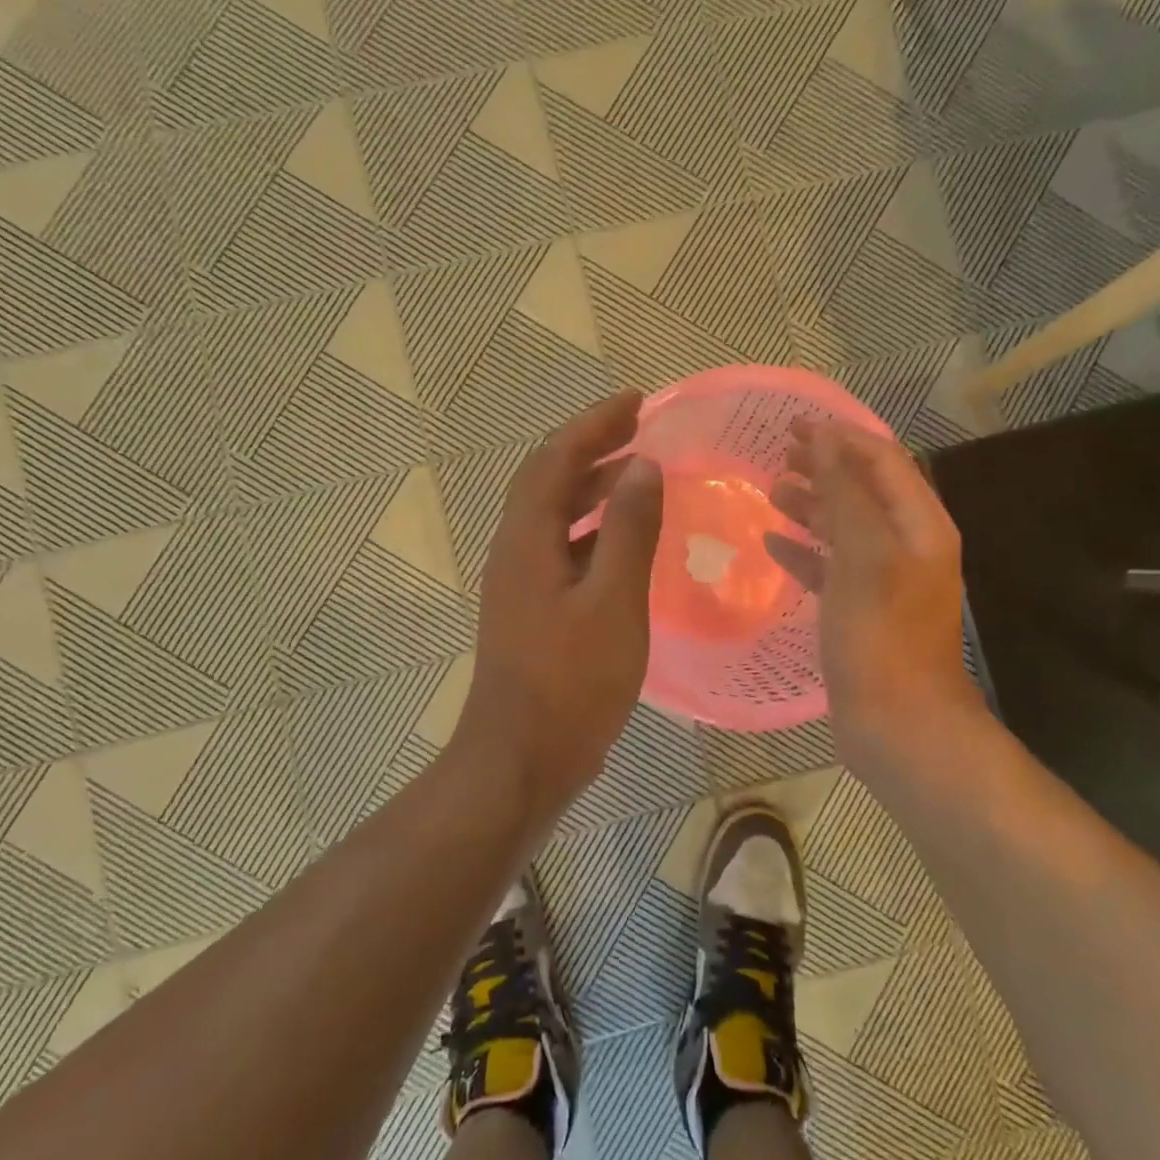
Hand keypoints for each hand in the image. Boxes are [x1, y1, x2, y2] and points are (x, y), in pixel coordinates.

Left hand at [456, 392, 664, 827]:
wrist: (521, 760)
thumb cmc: (571, 682)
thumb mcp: (613, 602)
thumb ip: (629, 531)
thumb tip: (643, 465)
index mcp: (528, 539)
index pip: (556, 458)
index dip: (594, 423)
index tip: (636, 400)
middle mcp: (516, 550)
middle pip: (548, 478)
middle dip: (591, 446)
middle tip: (639, 427)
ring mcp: (521, 582)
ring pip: (554, 514)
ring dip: (591, 486)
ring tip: (638, 472)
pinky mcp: (533, 609)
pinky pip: (562, 547)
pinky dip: (592, 528)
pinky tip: (624, 540)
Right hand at [764, 419, 987, 777]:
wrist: (898, 724)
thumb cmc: (880, 634)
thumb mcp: (864, 554)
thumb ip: (846, 493)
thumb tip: (825, 439)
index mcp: (919, 524)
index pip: (883, 459)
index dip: (841, 436)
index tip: (793, 425)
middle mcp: (907, 545)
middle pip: (864, 489)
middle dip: (824, 466)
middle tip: (778, 454)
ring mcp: (884, 579)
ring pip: (845, 526)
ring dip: (812, 505)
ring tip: (771, 491)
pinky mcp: (860, 609)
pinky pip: (831, 566)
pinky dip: (804, 550)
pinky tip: (772, 544)